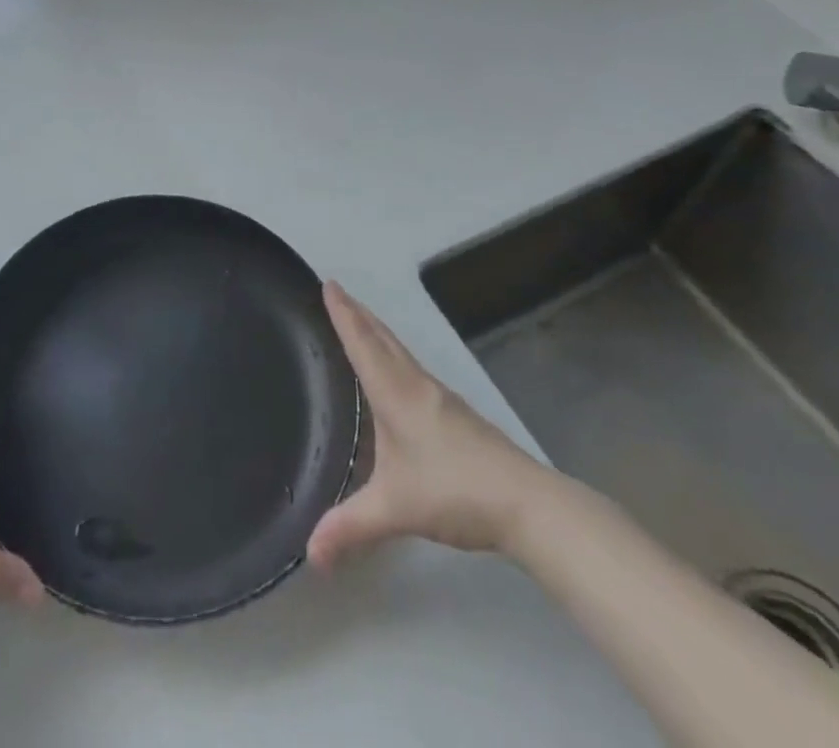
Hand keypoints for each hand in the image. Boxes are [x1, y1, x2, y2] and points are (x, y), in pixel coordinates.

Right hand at [307, 282, 560, 567]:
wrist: (529, 505)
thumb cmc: (455, 491)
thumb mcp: (395, 509)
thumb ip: (351, 528)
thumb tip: (308, 555)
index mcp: (396, 394)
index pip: (363, 344)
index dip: (343, 314)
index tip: (328, 283)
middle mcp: (417, 386)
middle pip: (383, 339)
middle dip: (359, 313)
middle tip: (338, 292)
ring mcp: (442, 399)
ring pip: (401, 353)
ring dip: (378, 332)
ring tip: (362, 323)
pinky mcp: (458, 415)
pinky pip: (414, 370)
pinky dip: (395, 356)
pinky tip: (398, 376)